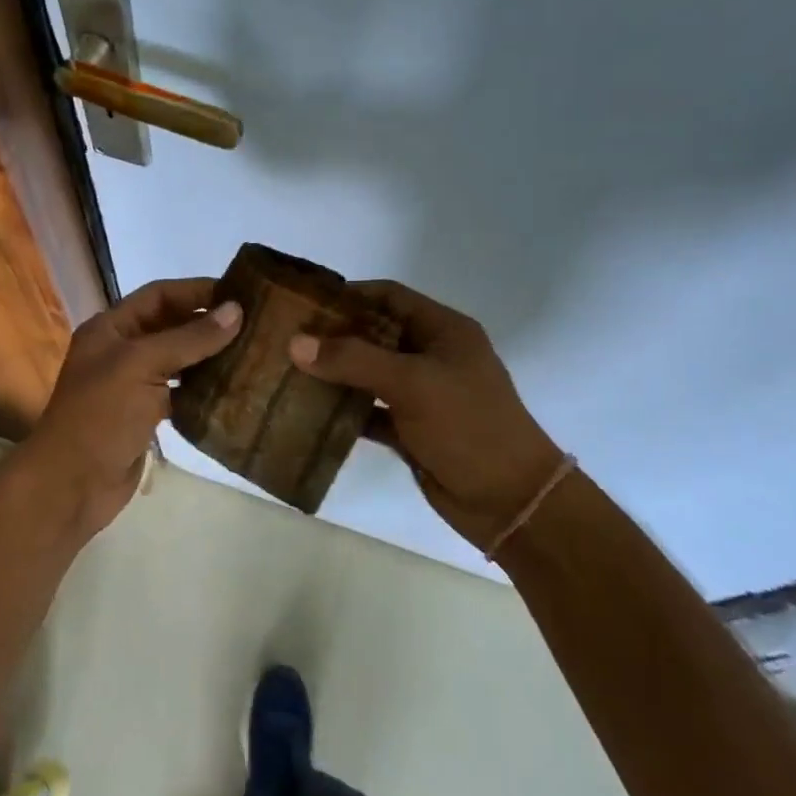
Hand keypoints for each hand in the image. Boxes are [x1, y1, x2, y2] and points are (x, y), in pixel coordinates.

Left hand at [10, 278, 240, 542]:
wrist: (72, 485)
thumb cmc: (101, 415)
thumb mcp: (142, 365)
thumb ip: (189, 338)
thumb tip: (236, 310)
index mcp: (111, 328)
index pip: (159, 295)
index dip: (197, 291)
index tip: (239, 294)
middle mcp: (121, 350)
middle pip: (170, 325)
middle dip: (207, 322)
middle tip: (254, 324)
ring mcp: (132, 384)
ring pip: (177, 359)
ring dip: (208, 355)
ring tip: (250, 352)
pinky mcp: (145, 414)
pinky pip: (179, 391)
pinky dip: (202, 387)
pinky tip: (231, 387)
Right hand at [290, 280, 563, 551]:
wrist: (509, 501)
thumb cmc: (468, 426)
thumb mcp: (413, 383)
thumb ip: (354, 360)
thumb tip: (295, 343)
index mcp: (443, 330)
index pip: (389, 296)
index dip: (349, 295)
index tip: (304, 302)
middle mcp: (431, 356)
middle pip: (374, 334)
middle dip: (333, 336)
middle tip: (286, 338)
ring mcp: (421, 394)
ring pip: (368, 374)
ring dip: (334, 374)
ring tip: (288, 371)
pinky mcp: (410, 429)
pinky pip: (369, 411)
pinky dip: (343, 411)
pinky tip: (309, 412)